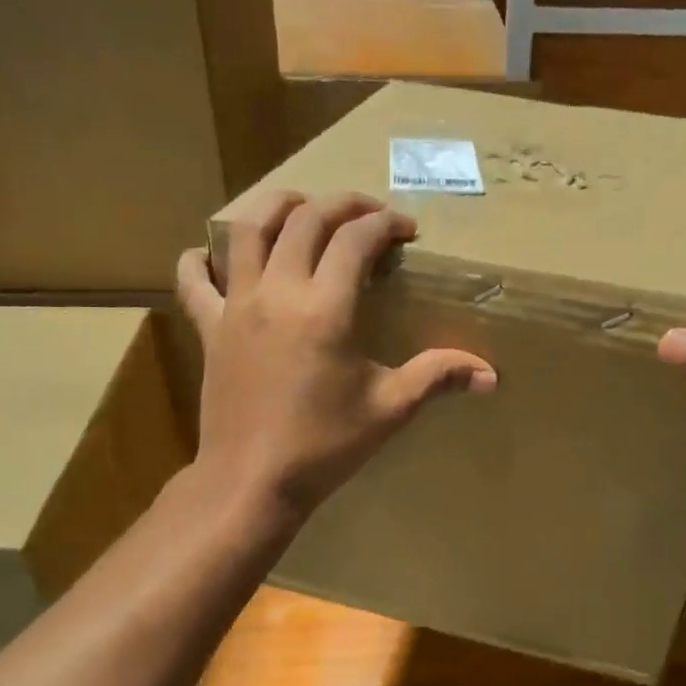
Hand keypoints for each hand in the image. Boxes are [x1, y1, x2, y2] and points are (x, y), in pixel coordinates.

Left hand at [176, 191, 496, 524]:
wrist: (251, 481)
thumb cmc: (324, 446)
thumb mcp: (390, 409)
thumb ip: (438, 377)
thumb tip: (491, 375)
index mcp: (325, 308)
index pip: (356, 239)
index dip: (385, 223)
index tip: (406, 230)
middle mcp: (278, 292)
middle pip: (305, 219)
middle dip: (342, 204)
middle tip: (368, 214)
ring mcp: (236, 306)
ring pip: (248, 230)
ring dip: (277, 207)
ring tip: (302, 209)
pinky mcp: (209, 328)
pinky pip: (194, 279)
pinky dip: (201, 259)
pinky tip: (211, 255)